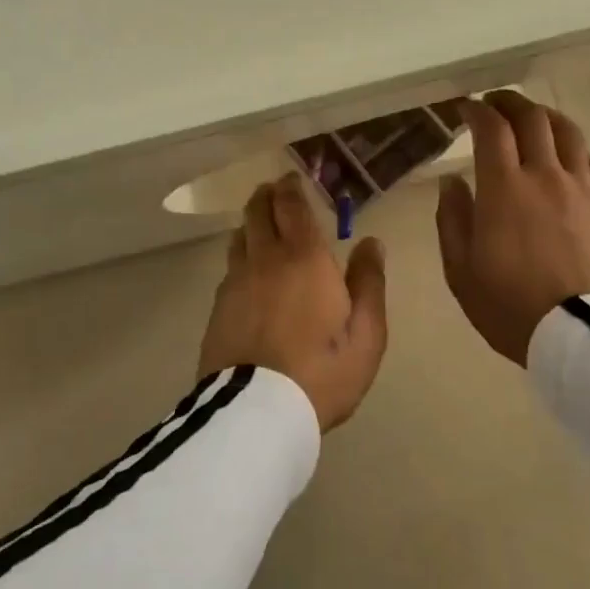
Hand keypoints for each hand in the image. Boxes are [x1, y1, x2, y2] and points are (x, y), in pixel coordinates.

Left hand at [198, 174, 389, 431]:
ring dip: (250, 224)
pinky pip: (229, 268)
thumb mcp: (367, 335)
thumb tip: (371, 243)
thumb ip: (369, 283)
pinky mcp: (218, 307)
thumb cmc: (322, 372)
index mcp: (305, 258)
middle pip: (257, 211)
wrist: (258, 411)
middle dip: (266, 195)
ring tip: (261, 227)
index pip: (292, 205)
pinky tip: (248, 272)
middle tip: (275, 192)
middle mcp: (266, 258)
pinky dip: (240, 257)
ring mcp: (236, 281)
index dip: (291, 186)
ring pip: (239, 236)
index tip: (293, 177)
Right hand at [435, 90, 589, 367]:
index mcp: (504, 188)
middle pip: (532, 119)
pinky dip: (578, 152)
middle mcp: (546, 176)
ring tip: (534, 119)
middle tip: (495, 103)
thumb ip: (452, 220)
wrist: (586, 340)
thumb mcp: (461, 271)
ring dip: (546, 117)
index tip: (465, 108)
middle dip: (510, 102)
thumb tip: (452, 182)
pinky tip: (571, 160)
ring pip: (569, 133)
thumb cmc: (512, 307)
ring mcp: (584, 190)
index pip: (491, 129)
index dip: (477, 110)